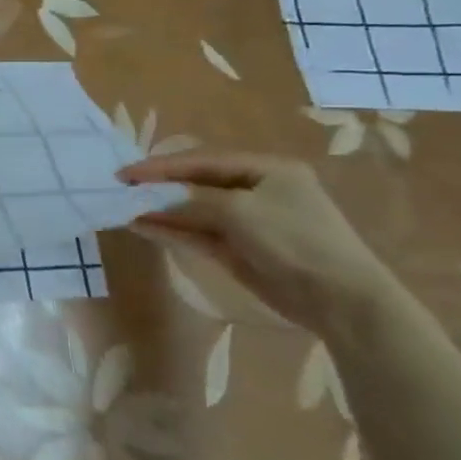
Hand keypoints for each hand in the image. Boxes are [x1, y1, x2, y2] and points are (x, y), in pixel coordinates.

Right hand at [119, 152, 405, 339]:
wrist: (339, 299)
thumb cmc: (294, 240)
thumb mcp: (237, 211)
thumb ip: (190, 203)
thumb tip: (150, 205)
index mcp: (267, 170)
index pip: (202, 161)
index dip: (161, 165)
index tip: (125, 173)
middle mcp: (256, 191)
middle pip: (197, 183)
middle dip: (159, 185)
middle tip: (121, 187)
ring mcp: (247, 222)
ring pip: (193, 210)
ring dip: (160, 209)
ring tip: (123, 207)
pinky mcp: (238, 250)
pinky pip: (197, 234)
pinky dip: (170, 230)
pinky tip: (142, 227)